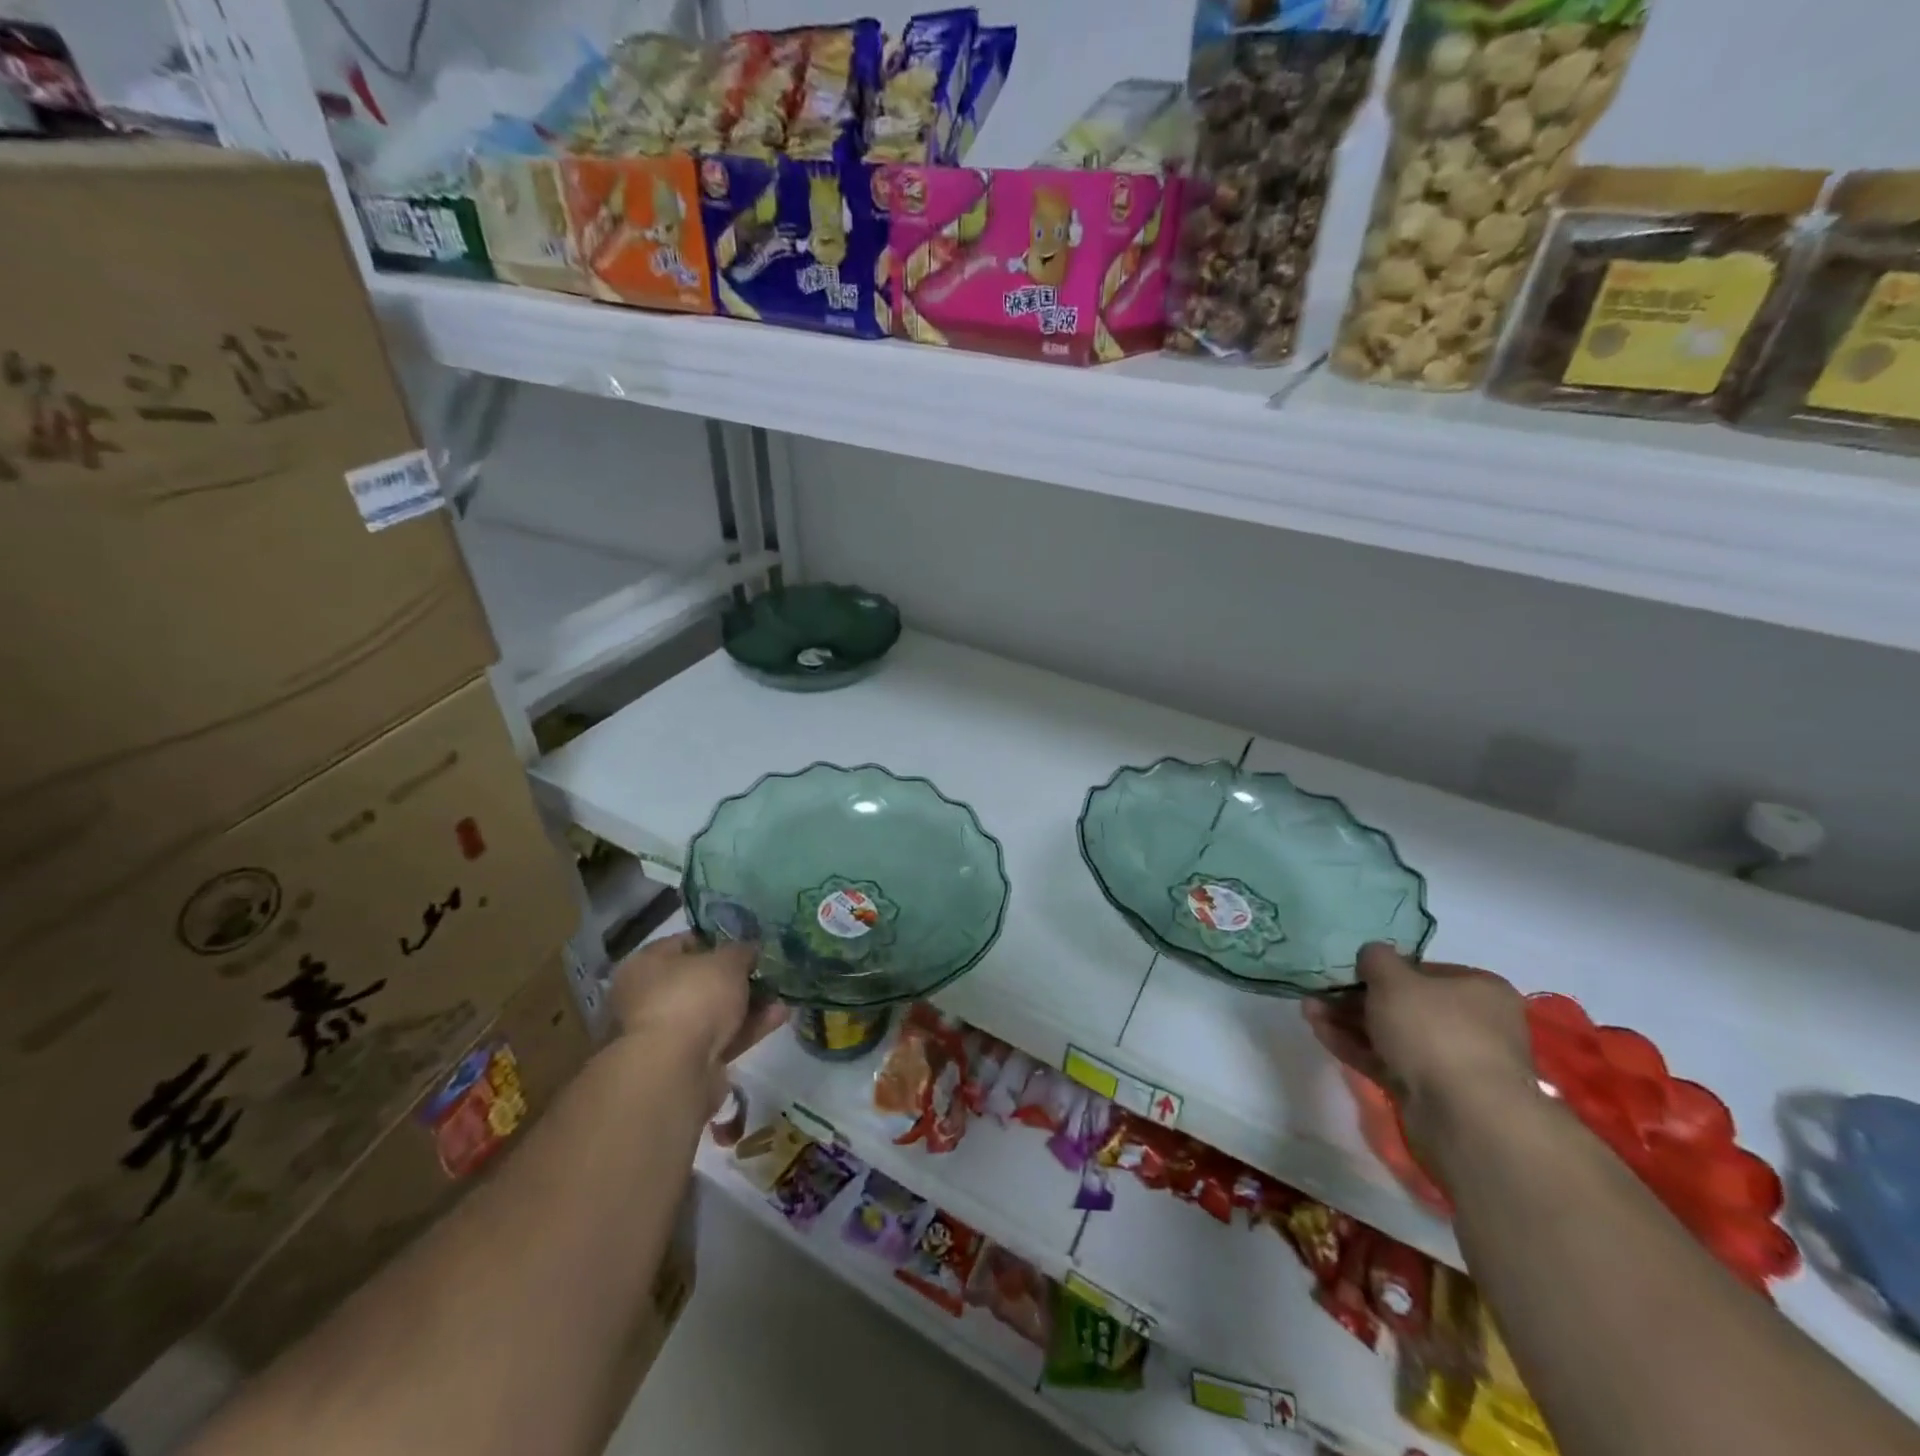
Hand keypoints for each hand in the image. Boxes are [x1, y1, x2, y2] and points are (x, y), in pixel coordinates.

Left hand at [609, 932, 787, 1108]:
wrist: (674, 1071)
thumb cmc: (693, 998)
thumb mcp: (727, 961)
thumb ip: (741, 951)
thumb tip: (748, 950)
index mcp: (645, 965)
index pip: (683, 943)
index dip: (717, 940)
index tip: (745, 943)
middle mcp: (648, 998)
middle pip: (700, 981)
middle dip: (736, 978)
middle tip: (766, 971)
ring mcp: (666, 1034)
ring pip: (713, 1012)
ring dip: (748, 1004)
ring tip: (782, 994)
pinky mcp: (686, 1063)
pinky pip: (722, 1038)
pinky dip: (748, 1028)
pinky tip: (779, 1016)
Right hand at [1305, 943, 1539, 1156]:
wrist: (1465, 1116)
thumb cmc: (1435, 1030)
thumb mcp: (1394, 979)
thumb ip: (1376, 958)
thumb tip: (1372, 956)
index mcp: (1479, 990)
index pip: (1424, 970)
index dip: (1383, 969)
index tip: (1350, 970)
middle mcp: (1472, 1024)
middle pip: (1403, 1004)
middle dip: (1356, 997)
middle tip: (1319, 992)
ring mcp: (1451, 1061)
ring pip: (1391, 1033)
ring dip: (1348, 1021)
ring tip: (1308, 1011)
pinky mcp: (1430, 1091)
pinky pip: (1387, 1060)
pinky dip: (1355, 1046)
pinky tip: (1319, 1032)